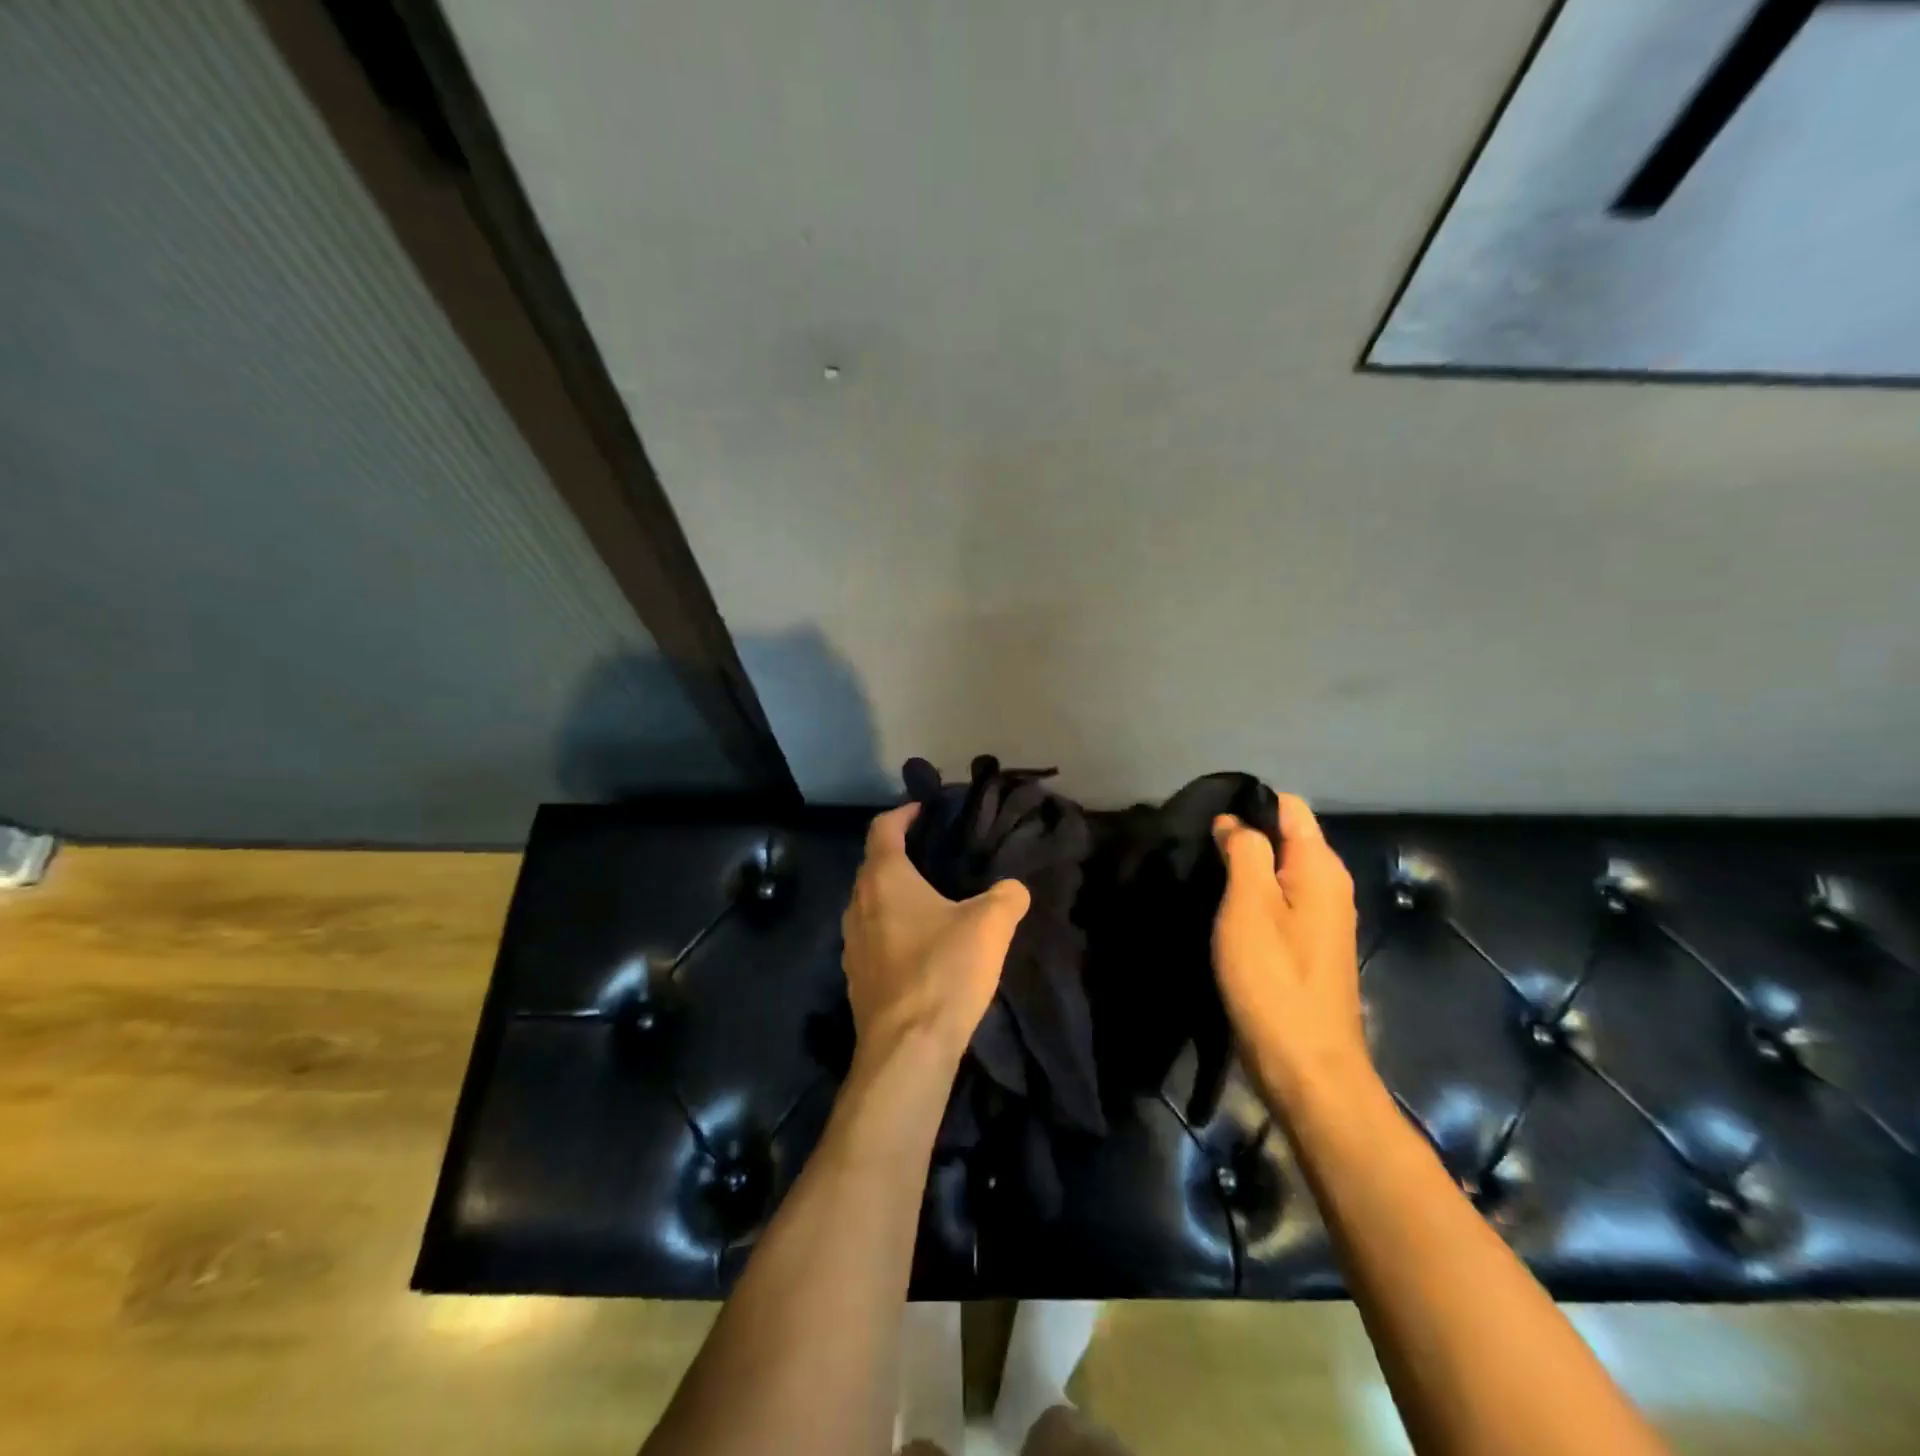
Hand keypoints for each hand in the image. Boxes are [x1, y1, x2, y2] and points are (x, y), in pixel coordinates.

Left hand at [841, 803, 1031, 1066]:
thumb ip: (1007, 896)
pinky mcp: (856, 977)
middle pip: (874, 865)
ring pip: (870, 903)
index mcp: (884, 879)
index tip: (926, 811)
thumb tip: (1013, 889)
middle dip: (901, 854)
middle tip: (937, 854)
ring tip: (932, 900)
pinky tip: (921, 946)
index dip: (904, 813)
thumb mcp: (990, 925)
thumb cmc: (943, 971)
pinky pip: (872, 937)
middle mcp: (858, 904)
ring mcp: (851, 944)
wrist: (906, 1050)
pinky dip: (892, 929)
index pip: (883, 828)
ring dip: (895, 895)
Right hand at [1211, 796, 1366, 1102]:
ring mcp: (1320, 918)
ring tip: (1201, 873)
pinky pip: (1277, 902)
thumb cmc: (1273, 978)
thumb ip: (1245, 851)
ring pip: (1277, 871)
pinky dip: (1250, 897)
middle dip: (1242, 835)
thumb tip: (1234, 821)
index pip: (1289, 807)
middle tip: (1194, 847)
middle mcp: (1328, 885)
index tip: (1205, 817)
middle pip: (1283, 837)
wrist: (1305, 1065)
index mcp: (1320, 867)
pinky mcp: (1306, 946)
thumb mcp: (1249, 904)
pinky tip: (1221, 909)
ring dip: (1242, 868)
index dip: (1249, 804)